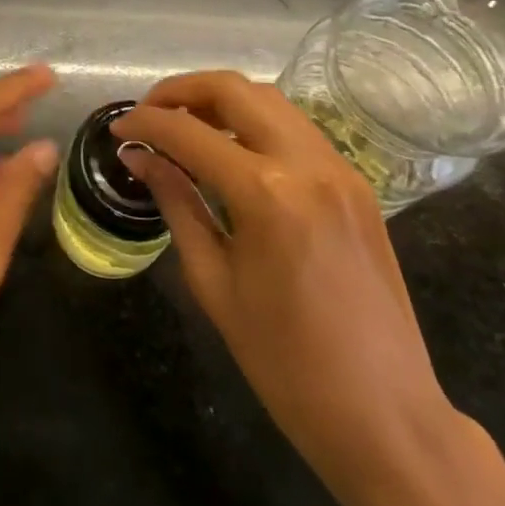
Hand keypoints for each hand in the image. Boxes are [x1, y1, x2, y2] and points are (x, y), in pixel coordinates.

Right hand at [115, 72, 504, 505]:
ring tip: (184, 124)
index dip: (145, 124)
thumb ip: (177, 203)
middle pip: (234, 89)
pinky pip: (296, 128)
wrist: (386, 416)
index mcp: (267, 194)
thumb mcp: (214, 282)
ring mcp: (340, 168)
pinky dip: (255, 122)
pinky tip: (231, 149)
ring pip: (270, 100)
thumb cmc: (285, 363)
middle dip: (182, 90)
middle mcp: (307, 163)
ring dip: (221, 100)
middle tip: (149, 113)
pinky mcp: (357, 183)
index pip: (189, 133)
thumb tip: (139, 158)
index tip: (118, 130)